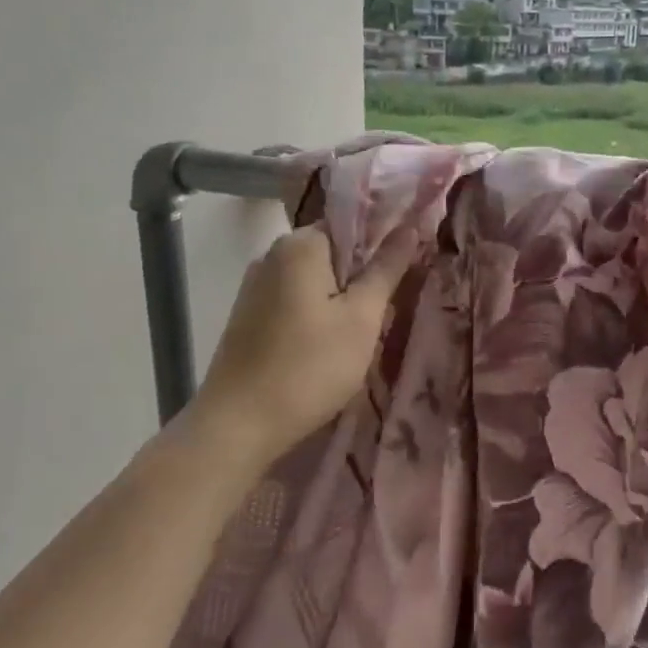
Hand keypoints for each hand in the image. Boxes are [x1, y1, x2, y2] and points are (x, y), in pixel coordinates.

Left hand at [179, 225, 418, 467]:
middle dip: (362, 275)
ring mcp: (255, 286)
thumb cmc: (310, 367)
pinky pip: (294, 299)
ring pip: (314, 279)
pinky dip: (317, 313)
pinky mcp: (248, 315)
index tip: (406, 271)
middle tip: (388, 308)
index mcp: (300, 244)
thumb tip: (409, 228)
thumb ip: (386, 269)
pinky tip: (328, 345)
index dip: (384, 242)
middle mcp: (272, 254)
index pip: (353, 223)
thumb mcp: (362, 318)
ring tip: (362, 332)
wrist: (238, 425)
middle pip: (333, 251)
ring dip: (341, 298)